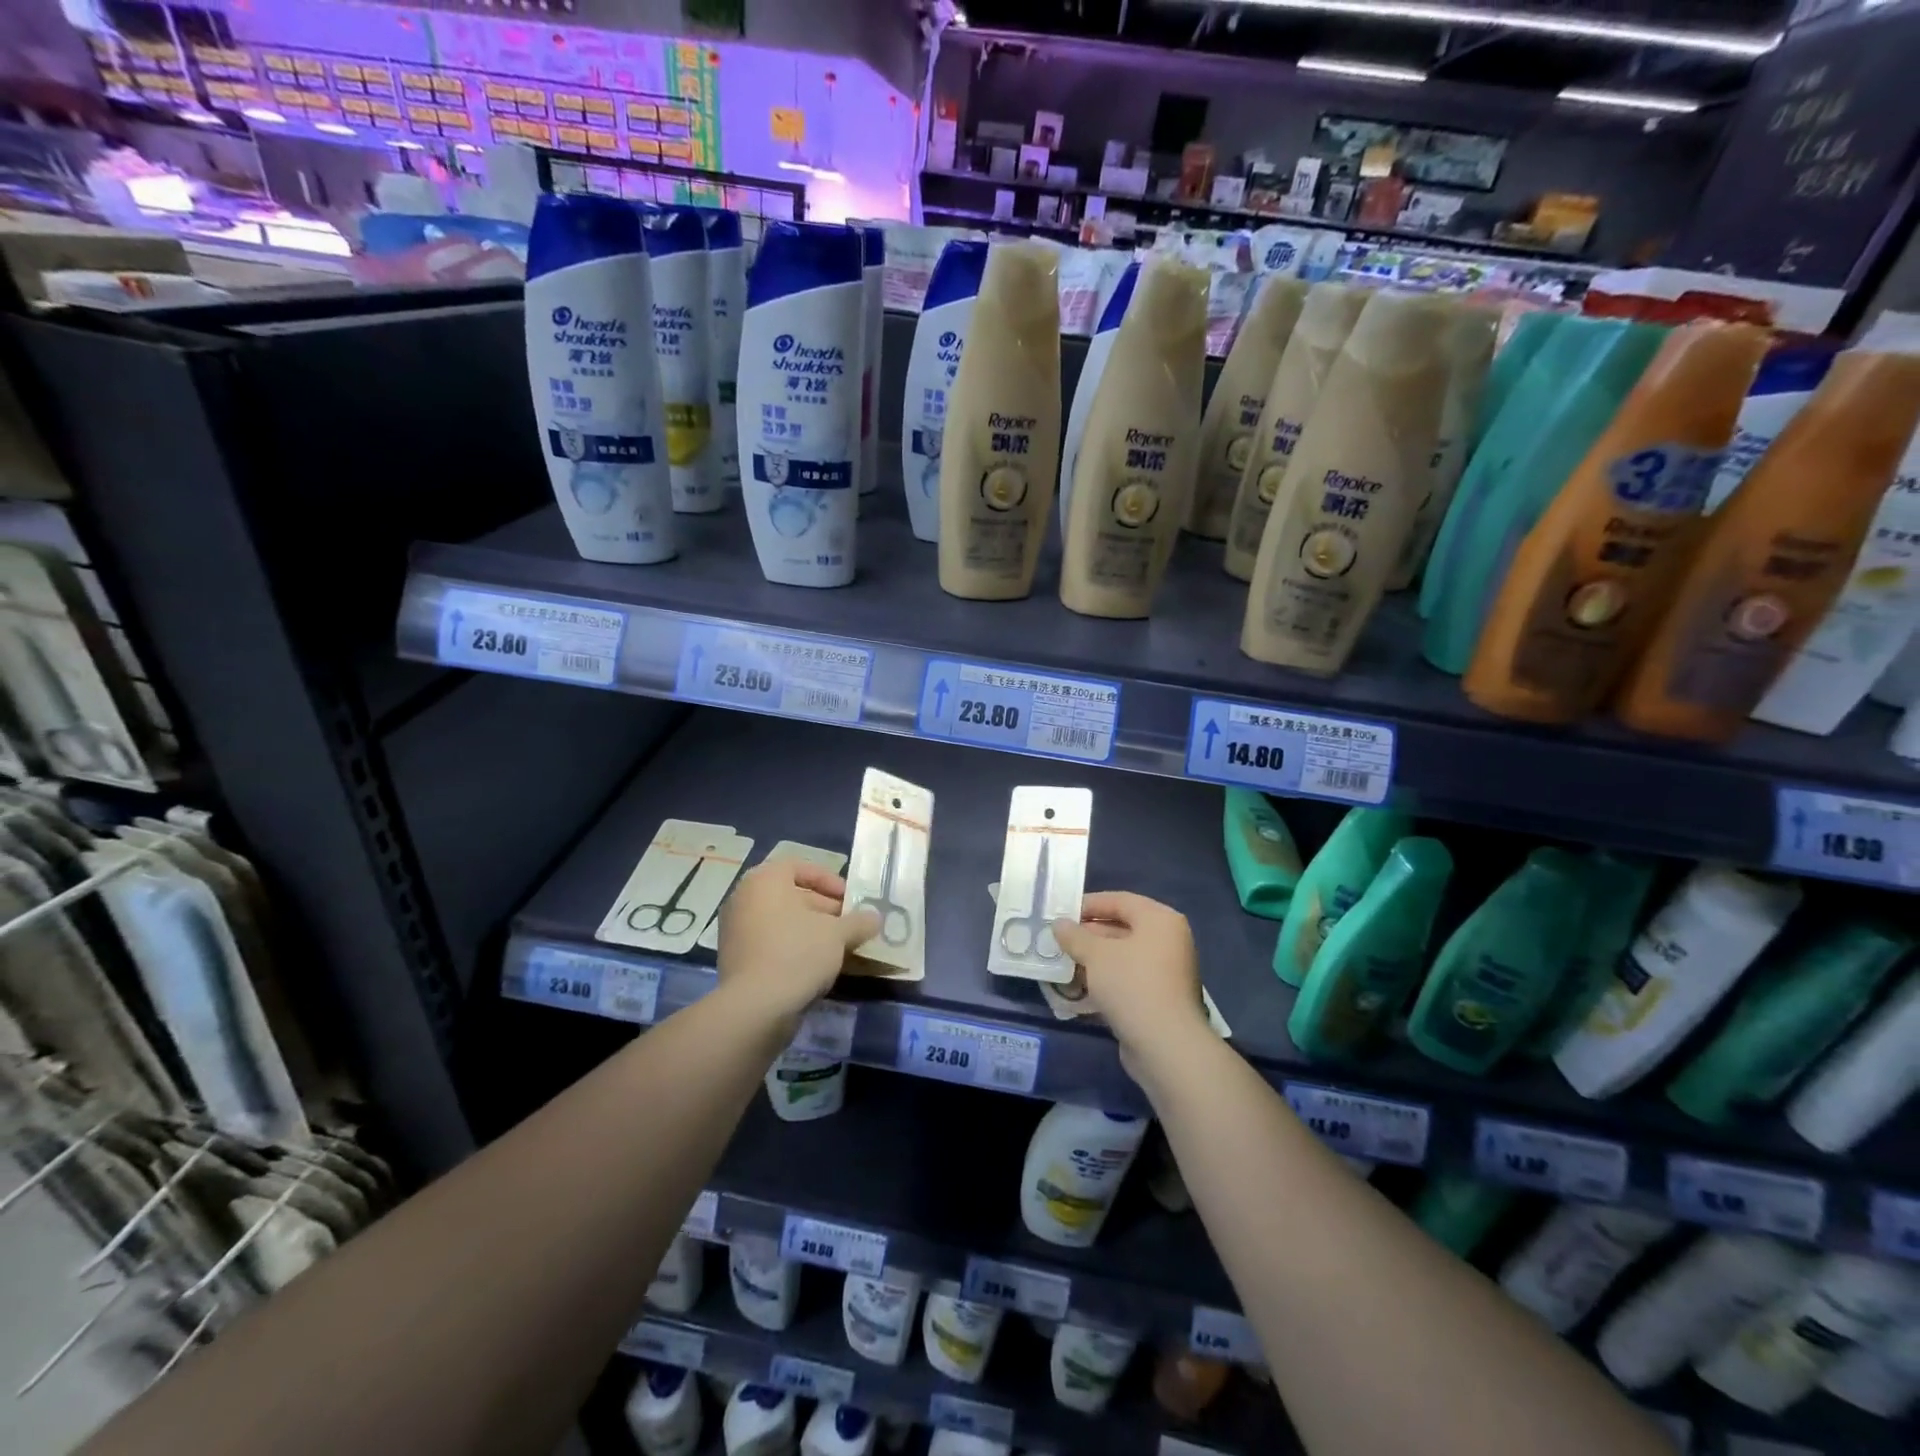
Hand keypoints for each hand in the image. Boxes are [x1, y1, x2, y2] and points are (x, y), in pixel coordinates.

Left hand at [717, 860, 878, 1021]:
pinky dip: (793, 948)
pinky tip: (817, 966)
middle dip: (824, 909)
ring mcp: (735, 930)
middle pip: (791, 895)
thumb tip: (875, 918)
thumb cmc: (797, 952)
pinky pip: (770, 943)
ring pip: (781, 921)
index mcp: (764, 880)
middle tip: (849, 925)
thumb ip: (858, 922)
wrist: (756, 1007)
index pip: (799, 866)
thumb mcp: (838, 934)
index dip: (828, 880)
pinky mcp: (735, 959)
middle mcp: (744, 898)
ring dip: (811, 930)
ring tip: (838, 947)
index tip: (849, 899)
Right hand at [1053, 892, 1208, 1067]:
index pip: (1120, 900)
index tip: (1061, 913)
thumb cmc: (1131, 984)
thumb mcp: (1095, 954)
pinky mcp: (1160, 998)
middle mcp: (1168, 940)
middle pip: (1122, 928)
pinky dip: (1105, 980)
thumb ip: (1075, 935)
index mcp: (1160, 920)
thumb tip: (1059, 924)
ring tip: (1064, 963)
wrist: (1165, 1045)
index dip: (1089, 904)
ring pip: (1123, 956)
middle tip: (1059, 940)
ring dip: (1094, 959)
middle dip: (1088, 935)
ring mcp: (1167, 971)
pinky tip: (1080, 988)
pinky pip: (1128, 979)